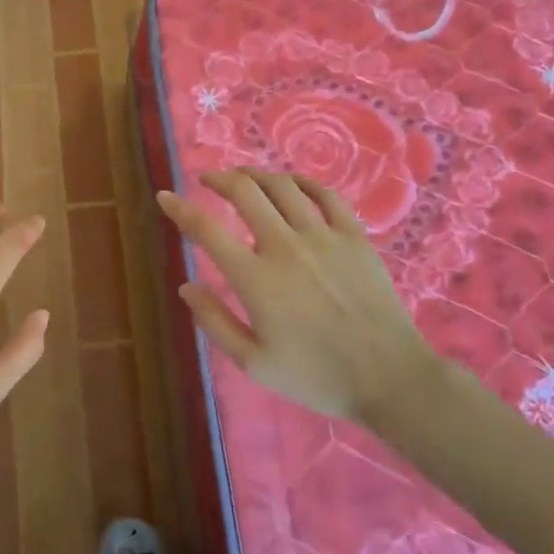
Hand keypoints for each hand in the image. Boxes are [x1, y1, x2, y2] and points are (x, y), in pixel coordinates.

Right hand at [157, 168, 438, 419]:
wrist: (389, 378)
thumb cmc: (317, 376)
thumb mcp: (254, 363)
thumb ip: (215, 322)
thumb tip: (185, 286)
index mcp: (255, 278)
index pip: (206, 229)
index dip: (179, 208)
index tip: (165, 196)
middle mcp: (285, 246)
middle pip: (244, 192)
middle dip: (219, 179)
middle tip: (208, 180)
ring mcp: (323, 236)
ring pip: (282, 186)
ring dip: (256, 175)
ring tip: (244, 178)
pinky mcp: (354, 236)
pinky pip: (326, 194)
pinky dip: (303, 181)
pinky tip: (291, 183)